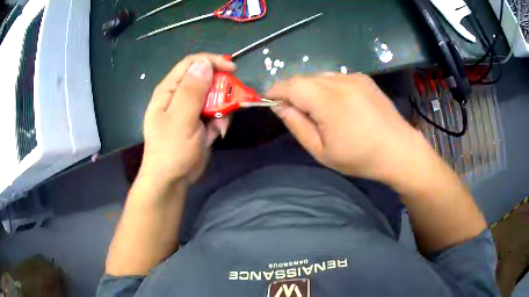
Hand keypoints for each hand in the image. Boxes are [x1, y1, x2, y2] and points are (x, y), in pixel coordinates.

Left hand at [139, 53, 234, 186]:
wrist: (171, 180)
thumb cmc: (171, 149)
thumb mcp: (181, 119)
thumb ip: (192, 90)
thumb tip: (204, 63)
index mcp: (169, 90)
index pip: (191, 64)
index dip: (212, 62)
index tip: (232, 69)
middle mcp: (179, 96)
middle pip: (206, 80)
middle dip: (221, 90)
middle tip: (231, 102)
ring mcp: (190, 110)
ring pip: (214, 97)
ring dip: (222, 109)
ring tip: (218, 126)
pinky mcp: (199, 122)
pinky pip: (215, 113)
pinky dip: (220, 122)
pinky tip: (216, 134)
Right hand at [267, 73, 431, 183]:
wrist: (399, 150)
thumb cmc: (360, 157)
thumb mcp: (322, 151)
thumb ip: (297, 126)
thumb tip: (280, 106)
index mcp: (329, 101)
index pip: (291, 85)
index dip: (276, 91)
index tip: (269, 101)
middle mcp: (340, 82)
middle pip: (304, 79)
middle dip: (292, 91)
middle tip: (294, 111)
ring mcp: (354, 77)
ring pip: (319, 76)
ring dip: (310, 89)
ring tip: (318, 110)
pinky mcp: (364, 78)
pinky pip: (336, 77)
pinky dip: (327, 87)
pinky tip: (337, 104)